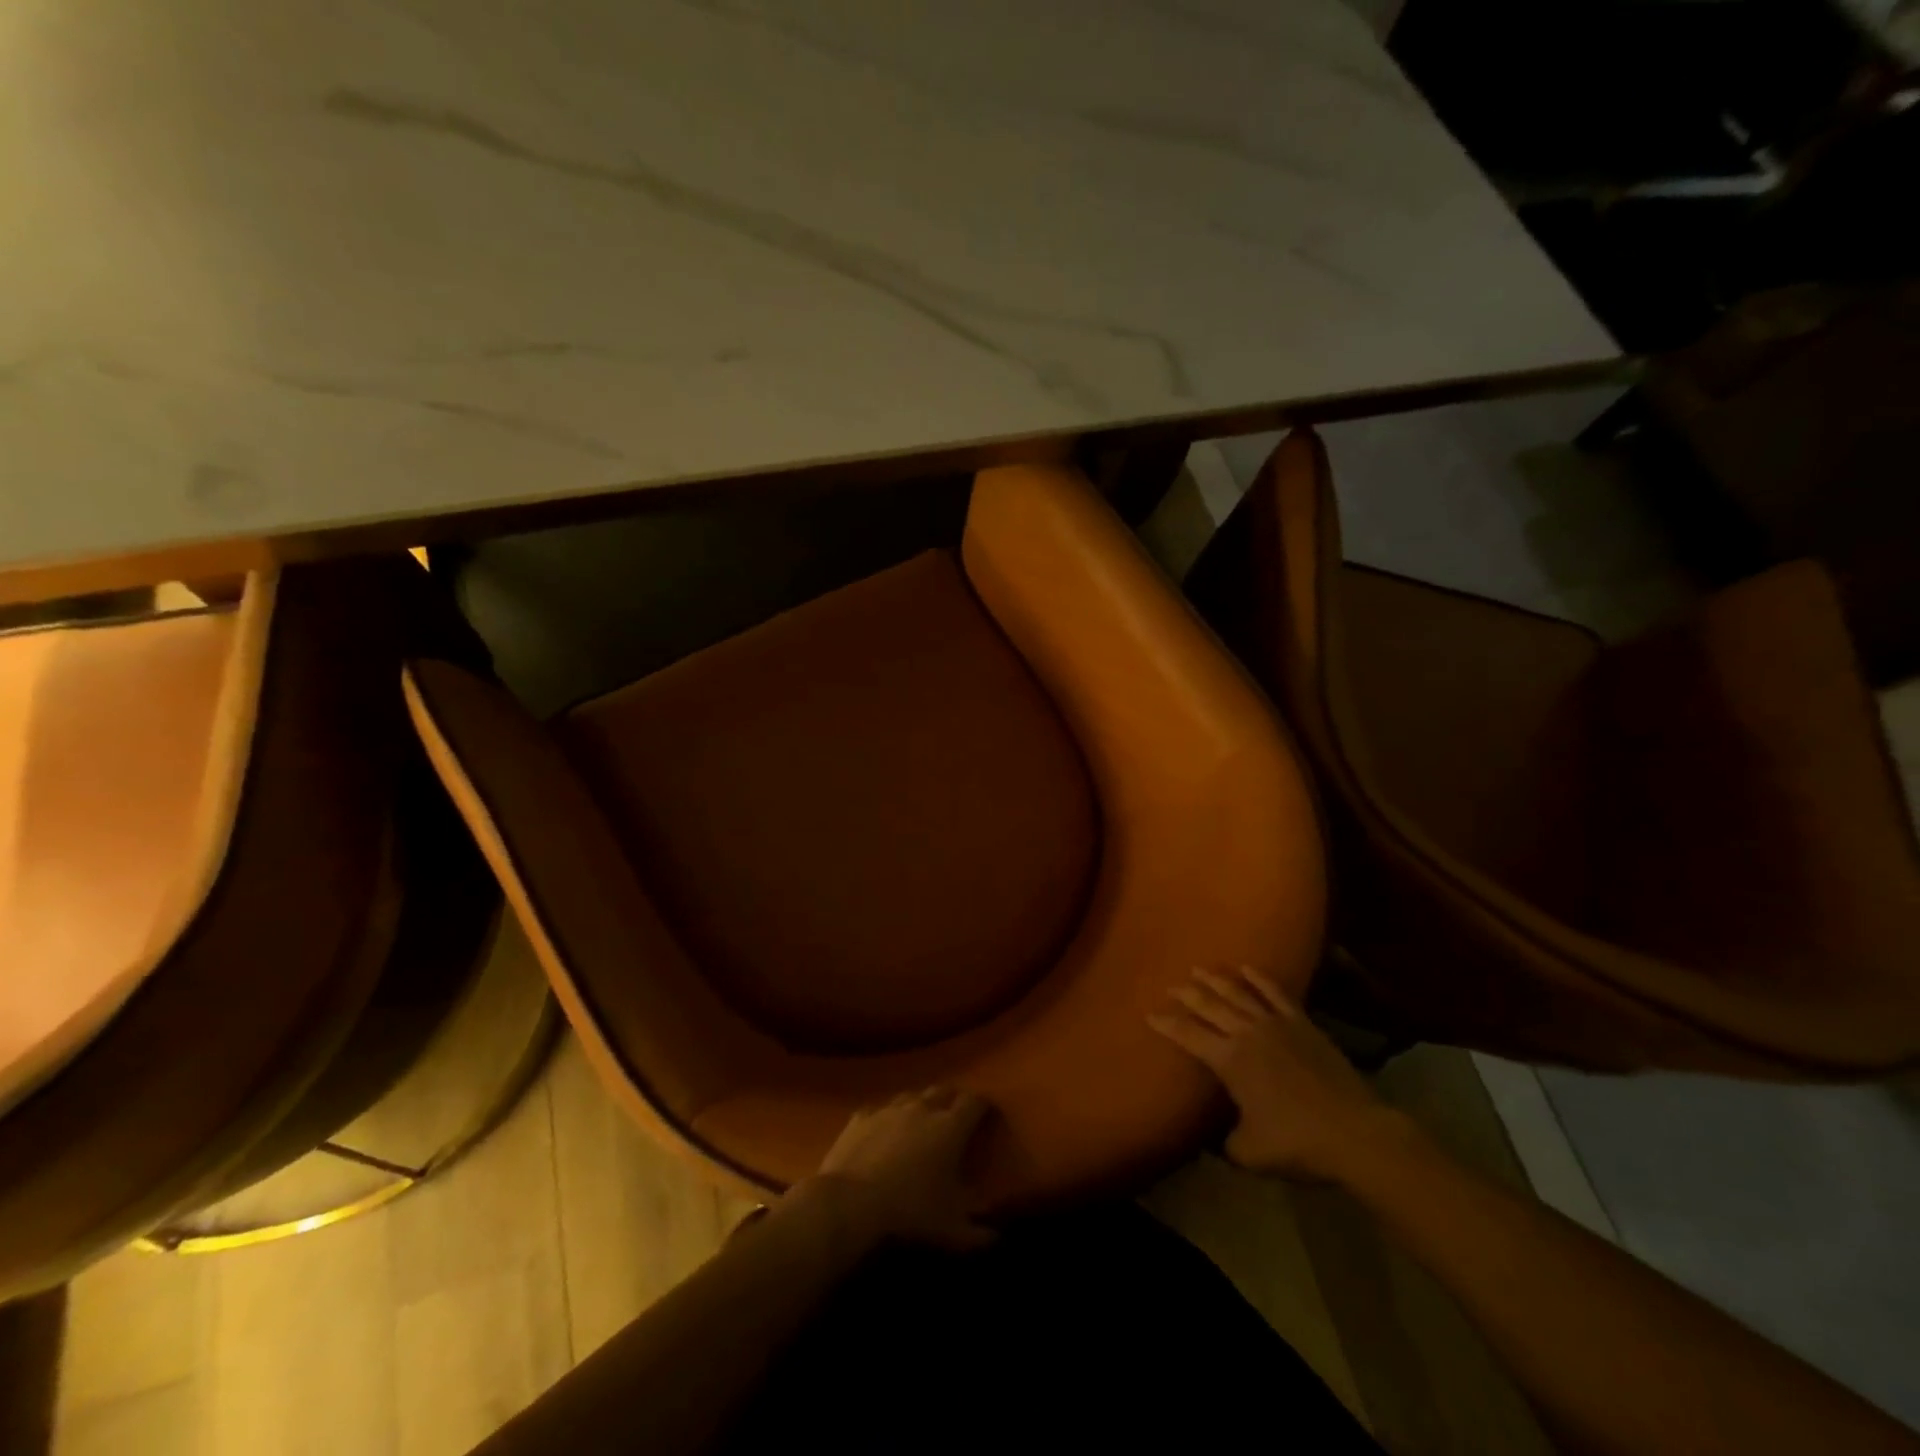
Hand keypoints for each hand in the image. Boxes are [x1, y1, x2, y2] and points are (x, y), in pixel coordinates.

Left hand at [795, 1087, 996, 1250]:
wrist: (850, 1203)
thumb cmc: (909, 1212)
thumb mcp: (950, 1231)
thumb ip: (977, 1235)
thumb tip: (996, 1239)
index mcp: (950, 1128)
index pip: (974, 1102)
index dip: (983, 1105)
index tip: (988, 1114)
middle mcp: (922, 1108)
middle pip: (944, 1090)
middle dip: (953, 1099)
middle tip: (957, 1117)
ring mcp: (889, 1109)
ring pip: (912, 1096)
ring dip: (920, 1105)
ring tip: (921, 1122)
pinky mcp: (861, 1116)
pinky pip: (879, 1109)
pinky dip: (886, 1117)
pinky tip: (883, 1131)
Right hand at [1149, 966, 1408, 1182]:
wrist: (1355, 1133)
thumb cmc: (1298, 1143)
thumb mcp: (1250, 1154)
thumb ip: (1224, 1144)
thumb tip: (1211, 1140)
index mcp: (1228, 1060)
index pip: (1188, 1035)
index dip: (1166, 1024)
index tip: (1149, 1013)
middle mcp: (1246, 1033)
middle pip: (1209, 1005)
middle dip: (1187, 994)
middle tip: (1171, 986)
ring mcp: (1275, 1024)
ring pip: (1238, 993)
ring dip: (1216, 980)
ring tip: (1199, 969)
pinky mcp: (1302, 1023)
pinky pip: (1275, 993)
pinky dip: (1259, 978)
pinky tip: (1247, 968)